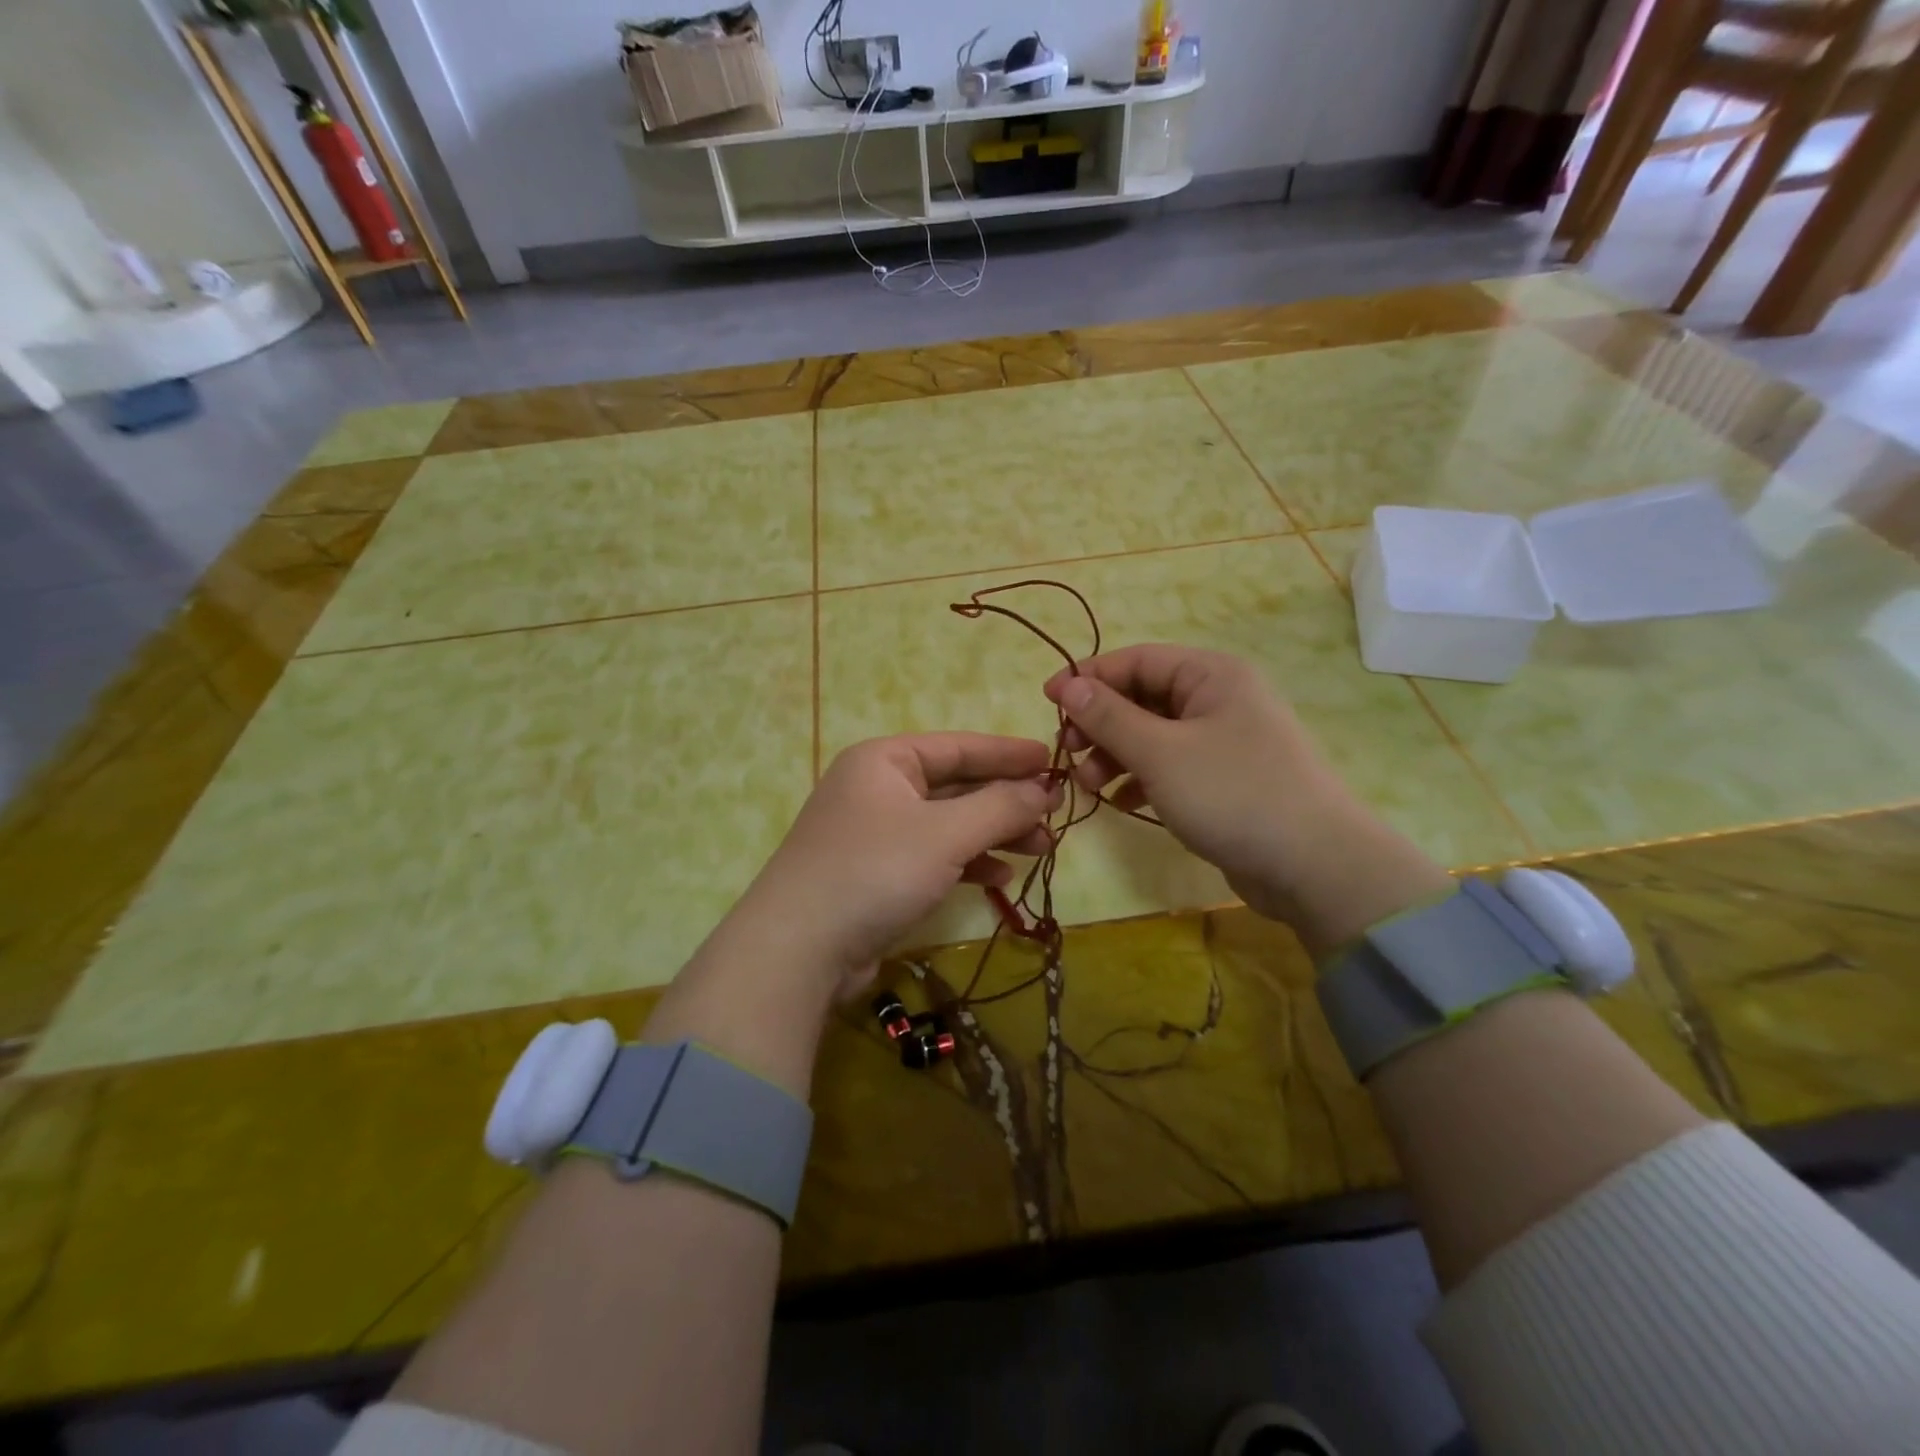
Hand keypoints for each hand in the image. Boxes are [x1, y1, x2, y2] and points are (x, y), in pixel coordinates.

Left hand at [721, 734, 1060, 1003]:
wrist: (798, 950)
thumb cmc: (875, 871)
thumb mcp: (946, 833)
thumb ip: (1000, 806)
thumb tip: (1044, 789)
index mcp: (885, 760)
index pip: (958, 746)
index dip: (1007, 753)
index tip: (1051, 760)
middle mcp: (878, 789)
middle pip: (955, 785)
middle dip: (1006, 801)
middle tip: (1055, 814)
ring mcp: (875, 833)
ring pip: (948, 824)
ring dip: (994, 834)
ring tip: (1042, 849)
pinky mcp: (877, 874)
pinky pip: (933, 856)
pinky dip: (967, 862)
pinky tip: (1000, 877)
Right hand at [1044, 646, 1450, 954]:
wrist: (1314, 867)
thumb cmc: (1233, 794)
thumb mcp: (1160, 753)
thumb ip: (1109, 717)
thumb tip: (1068, 685)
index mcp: (1210, 675)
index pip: (1135, 660)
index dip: (1088, 679)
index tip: (1047, 703)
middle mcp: (1217, 698)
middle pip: (1140, 698)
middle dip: (1100, 726)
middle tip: (1069, 755)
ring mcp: (1221, 740)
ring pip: (1151, 735)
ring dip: (1115, 756)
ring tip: (1091, 787)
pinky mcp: (1222, 779)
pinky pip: (1168, 766)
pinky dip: (1139, 779)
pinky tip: (1120, 802)